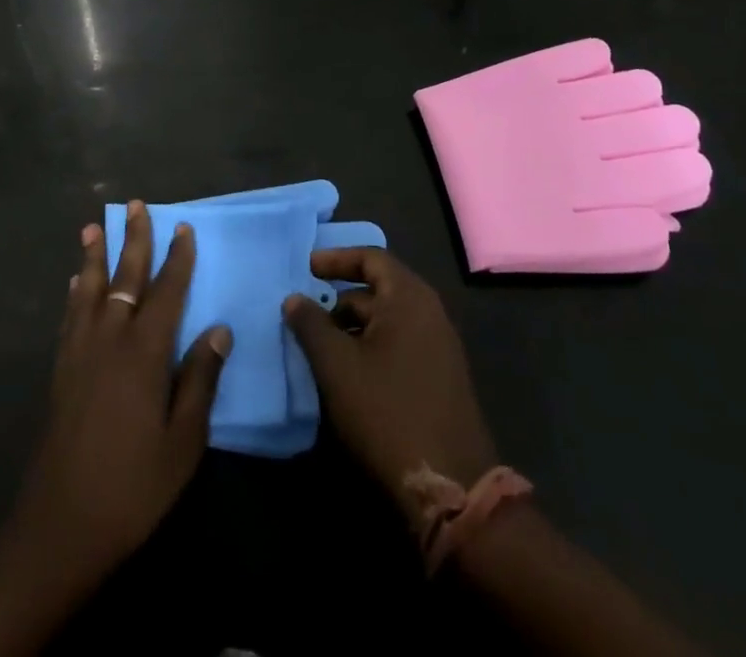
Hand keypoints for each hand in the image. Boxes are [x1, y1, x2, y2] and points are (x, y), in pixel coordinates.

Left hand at [15, 202, 232, 579]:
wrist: (61, 525)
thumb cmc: (133, 486)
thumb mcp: (183, 442)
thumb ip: (200, 380)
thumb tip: (219, 329)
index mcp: (144, 353)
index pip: (166, 292)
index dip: (177, 258)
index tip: (182, 227)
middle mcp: (110, 340)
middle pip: (124, 278)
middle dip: (133, 239)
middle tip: (135, 204)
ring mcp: (80, 353)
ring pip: (90, 290)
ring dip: (95, 255)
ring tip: (93, 227)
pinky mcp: (60, 370)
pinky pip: (70, 316)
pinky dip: (76, 292)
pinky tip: (76, 282)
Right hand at [284, 247, 496, 516]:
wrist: (452, 487)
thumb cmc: (388, 412)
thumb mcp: (337, 367)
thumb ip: (311, 325)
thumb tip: (294, 298)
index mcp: (409, 298)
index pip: (371, 258)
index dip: (335, 259)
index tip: (305, 269)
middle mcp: (429, 313)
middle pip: (378, 289)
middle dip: (338, 299)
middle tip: (304, 314)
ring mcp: (438, 347)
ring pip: (386, 321)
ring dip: (352, 327)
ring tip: (317, 346)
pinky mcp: (439, 378)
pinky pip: (399, 344)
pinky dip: (370, 347)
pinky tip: (346, 373)